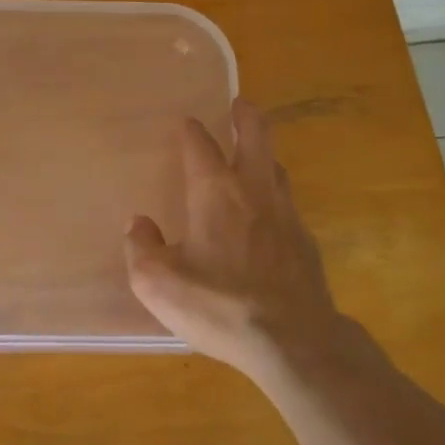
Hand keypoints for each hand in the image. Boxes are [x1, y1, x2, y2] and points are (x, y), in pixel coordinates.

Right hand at [124, 98, 343, 379]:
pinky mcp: (306, 241)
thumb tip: (138, 223)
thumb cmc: (219, 305)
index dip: (191, 130)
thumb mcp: (158, 283)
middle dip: (246, 115)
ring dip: (263, 153)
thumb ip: (141, 247)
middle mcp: (253, 191)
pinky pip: (288, 203)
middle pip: (256, 136)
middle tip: (240, 103)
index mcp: (214, 192)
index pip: (200, 145)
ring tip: (253, 155)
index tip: (186, 122)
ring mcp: (286, 214)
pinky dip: (275, 194)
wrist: (294, 340)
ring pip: (276, 167)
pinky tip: (269, 215)